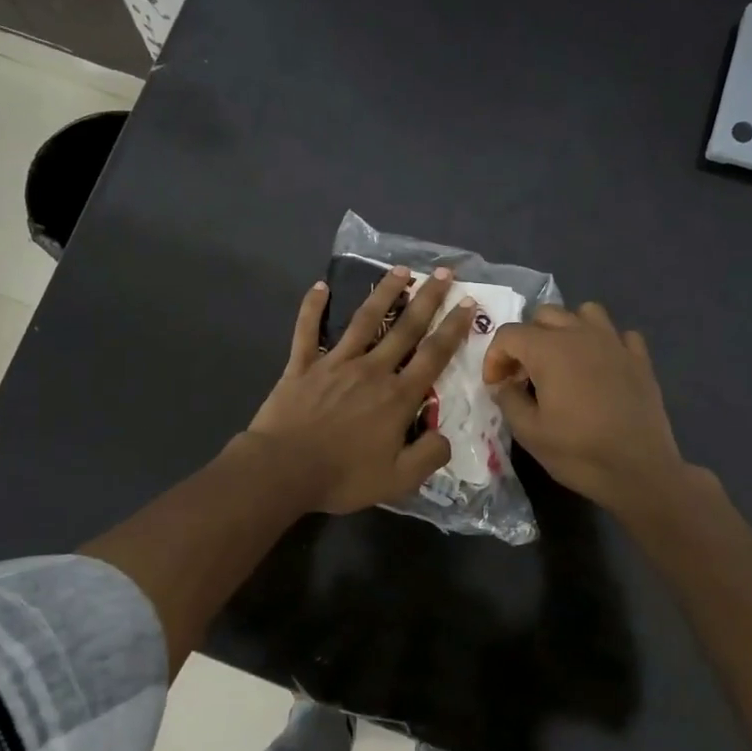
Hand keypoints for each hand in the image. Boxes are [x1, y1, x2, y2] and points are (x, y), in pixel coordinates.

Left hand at [246, 267, 476, 513]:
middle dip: (428, 299)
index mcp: (397, 396)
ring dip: (384, 293)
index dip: (453, 328)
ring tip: (400, 270)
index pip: (433, 355)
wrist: (283, 470)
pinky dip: (313, 307)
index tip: (467, 302)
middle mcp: (372, 370)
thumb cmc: (342, 476)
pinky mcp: (302, 365)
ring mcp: (335, 363)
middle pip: (405, 328)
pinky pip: (307, 330)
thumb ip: (429, 456)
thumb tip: (445, 436)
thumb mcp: (399, 480)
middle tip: (443, 272)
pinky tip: (320, 286)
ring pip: (365, 320)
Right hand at [483, 302, 688, 515]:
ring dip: (567, 329)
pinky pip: (619, 334)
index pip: (509, 334)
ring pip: (585, 312)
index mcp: (549, 350)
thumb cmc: (579, 452)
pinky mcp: (640, 359)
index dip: (495, 357)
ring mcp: (615, 343)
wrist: (640, 471)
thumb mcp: (529, 432)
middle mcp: (581, 335)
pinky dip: (605, 343)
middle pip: (544, 315)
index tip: (496, 385)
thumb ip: (508, 399)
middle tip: (525, 374)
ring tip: (563, 360)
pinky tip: (601, 366)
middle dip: (527, 340)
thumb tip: (502, 384)